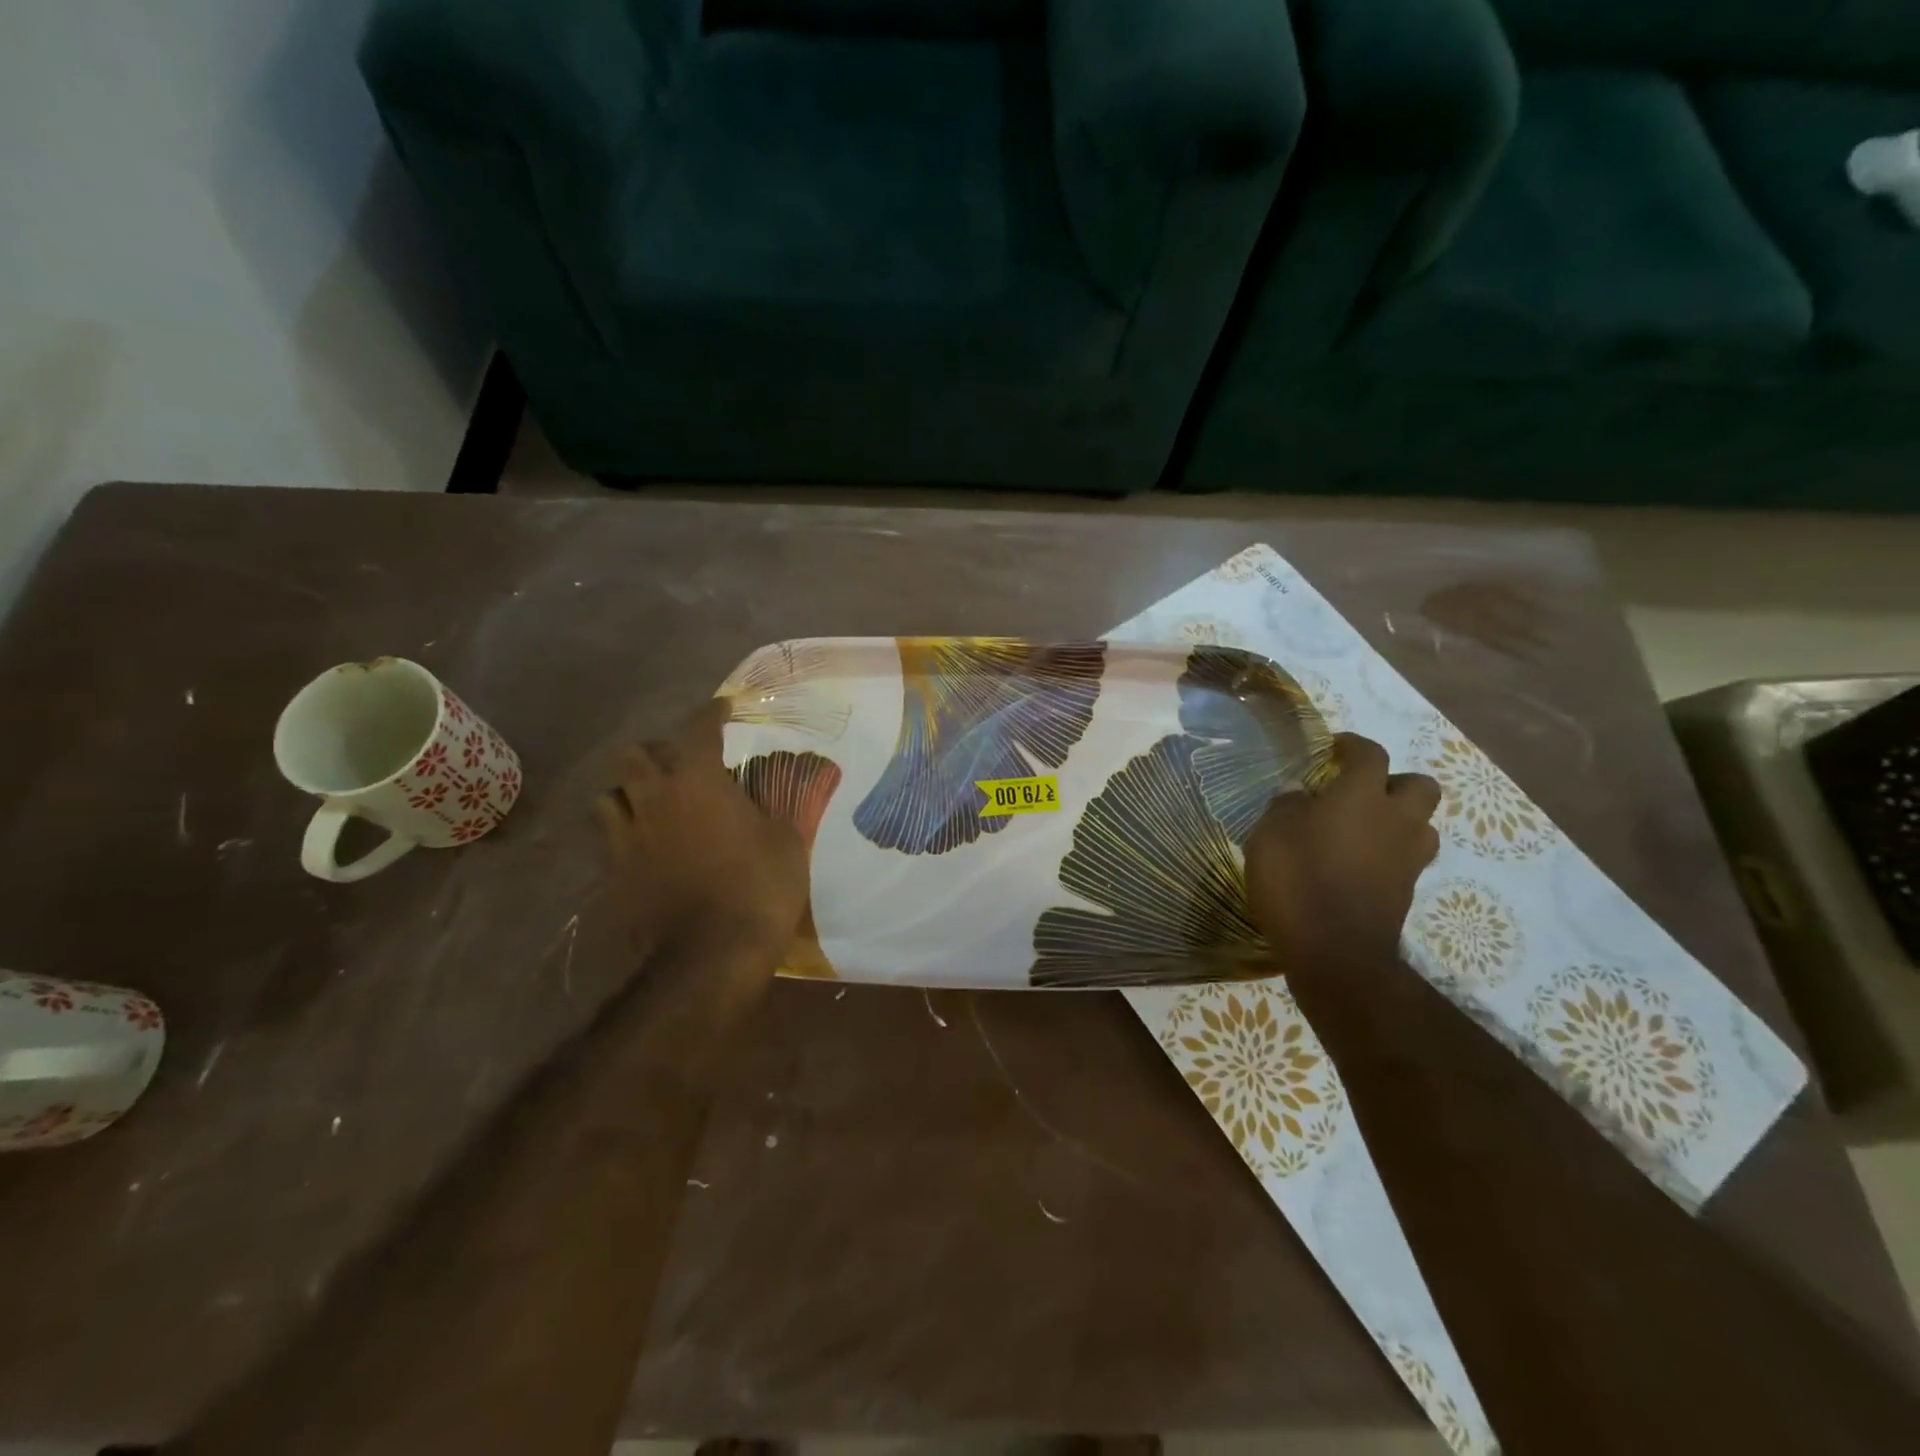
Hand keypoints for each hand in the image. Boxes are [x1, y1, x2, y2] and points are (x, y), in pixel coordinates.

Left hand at [596, 699, 807, 967]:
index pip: (699, 729)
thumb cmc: (760, 888)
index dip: (712, 714)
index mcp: (698, 781)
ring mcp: (626, 837)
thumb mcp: (786, 841)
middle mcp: (653, 799)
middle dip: (655, 752)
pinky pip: (607, 839)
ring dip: (628, 792)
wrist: (712, 954)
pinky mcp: (613, 873)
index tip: (723, 708)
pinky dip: (623, 832)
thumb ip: (771, 810)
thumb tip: (762, 801)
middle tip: (678, 764)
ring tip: (650, 803)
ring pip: (607, 796)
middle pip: (633, 755)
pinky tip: (642, 844)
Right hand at [1244, 733, 1440, 968]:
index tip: (1334, 747)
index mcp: (1361, 796)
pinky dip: (1388, 854)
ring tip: (1362, 829)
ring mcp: (1407, 858)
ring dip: (1398, 820)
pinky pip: (1406, 858)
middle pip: (1419, 785)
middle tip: (1359, 791)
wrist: (1335, 952)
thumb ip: (1286, 806)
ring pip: (1421, 825)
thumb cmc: (1297, 880)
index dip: (1353, 745)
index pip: (1370, 754)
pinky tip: (1356, 863)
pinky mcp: (1406, 891)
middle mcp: (1395, 820)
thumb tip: (1299, 793)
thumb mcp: (1270, 834)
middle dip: (1393, 782)